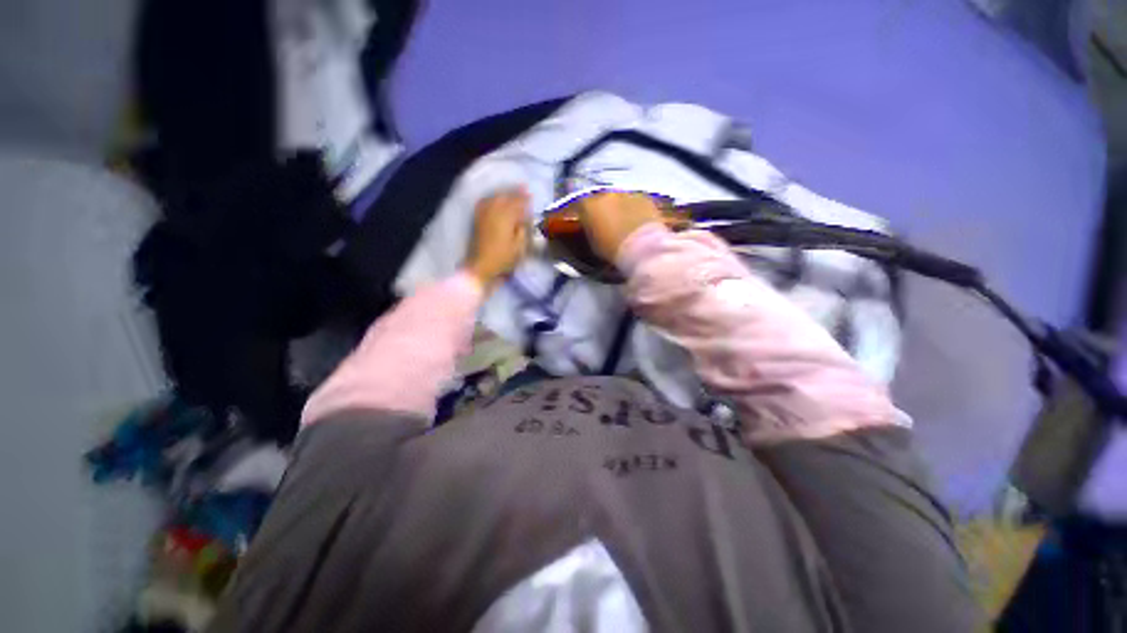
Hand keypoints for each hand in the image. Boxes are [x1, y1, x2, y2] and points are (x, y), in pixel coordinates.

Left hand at [465, 188, 530, 290]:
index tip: (531, 194)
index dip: (524, 198)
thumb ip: (522, 229)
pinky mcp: (477, 219)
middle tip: (523, 188)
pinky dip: (491, 198)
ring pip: (494, 197)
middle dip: (514, 192)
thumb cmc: (503, 259)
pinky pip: (484, 203)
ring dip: (503, 193)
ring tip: (510, 192)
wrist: (480, 266)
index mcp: (506, 217)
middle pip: (505, 197)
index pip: (517, 203)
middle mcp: (493, 211)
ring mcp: (483, 214)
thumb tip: (522, 218)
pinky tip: (494, 199)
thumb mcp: (519, 247)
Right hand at [578, 191, 664, 262]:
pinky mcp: (645, 197)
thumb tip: (593, 229)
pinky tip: (638, 224)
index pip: (580, 205)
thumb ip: (591, 231)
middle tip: (607, 224)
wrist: (643, 248)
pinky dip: (636, 210)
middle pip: (601, 199)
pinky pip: (636, 202)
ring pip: (620, 199)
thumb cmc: (614, 251)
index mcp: (588, 206)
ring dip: (620, 209)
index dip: (584, 214)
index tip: (587, 223)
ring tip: (625, 225)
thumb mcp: (593, 245)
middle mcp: (606, 194)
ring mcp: (626, 193)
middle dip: (603, 209)